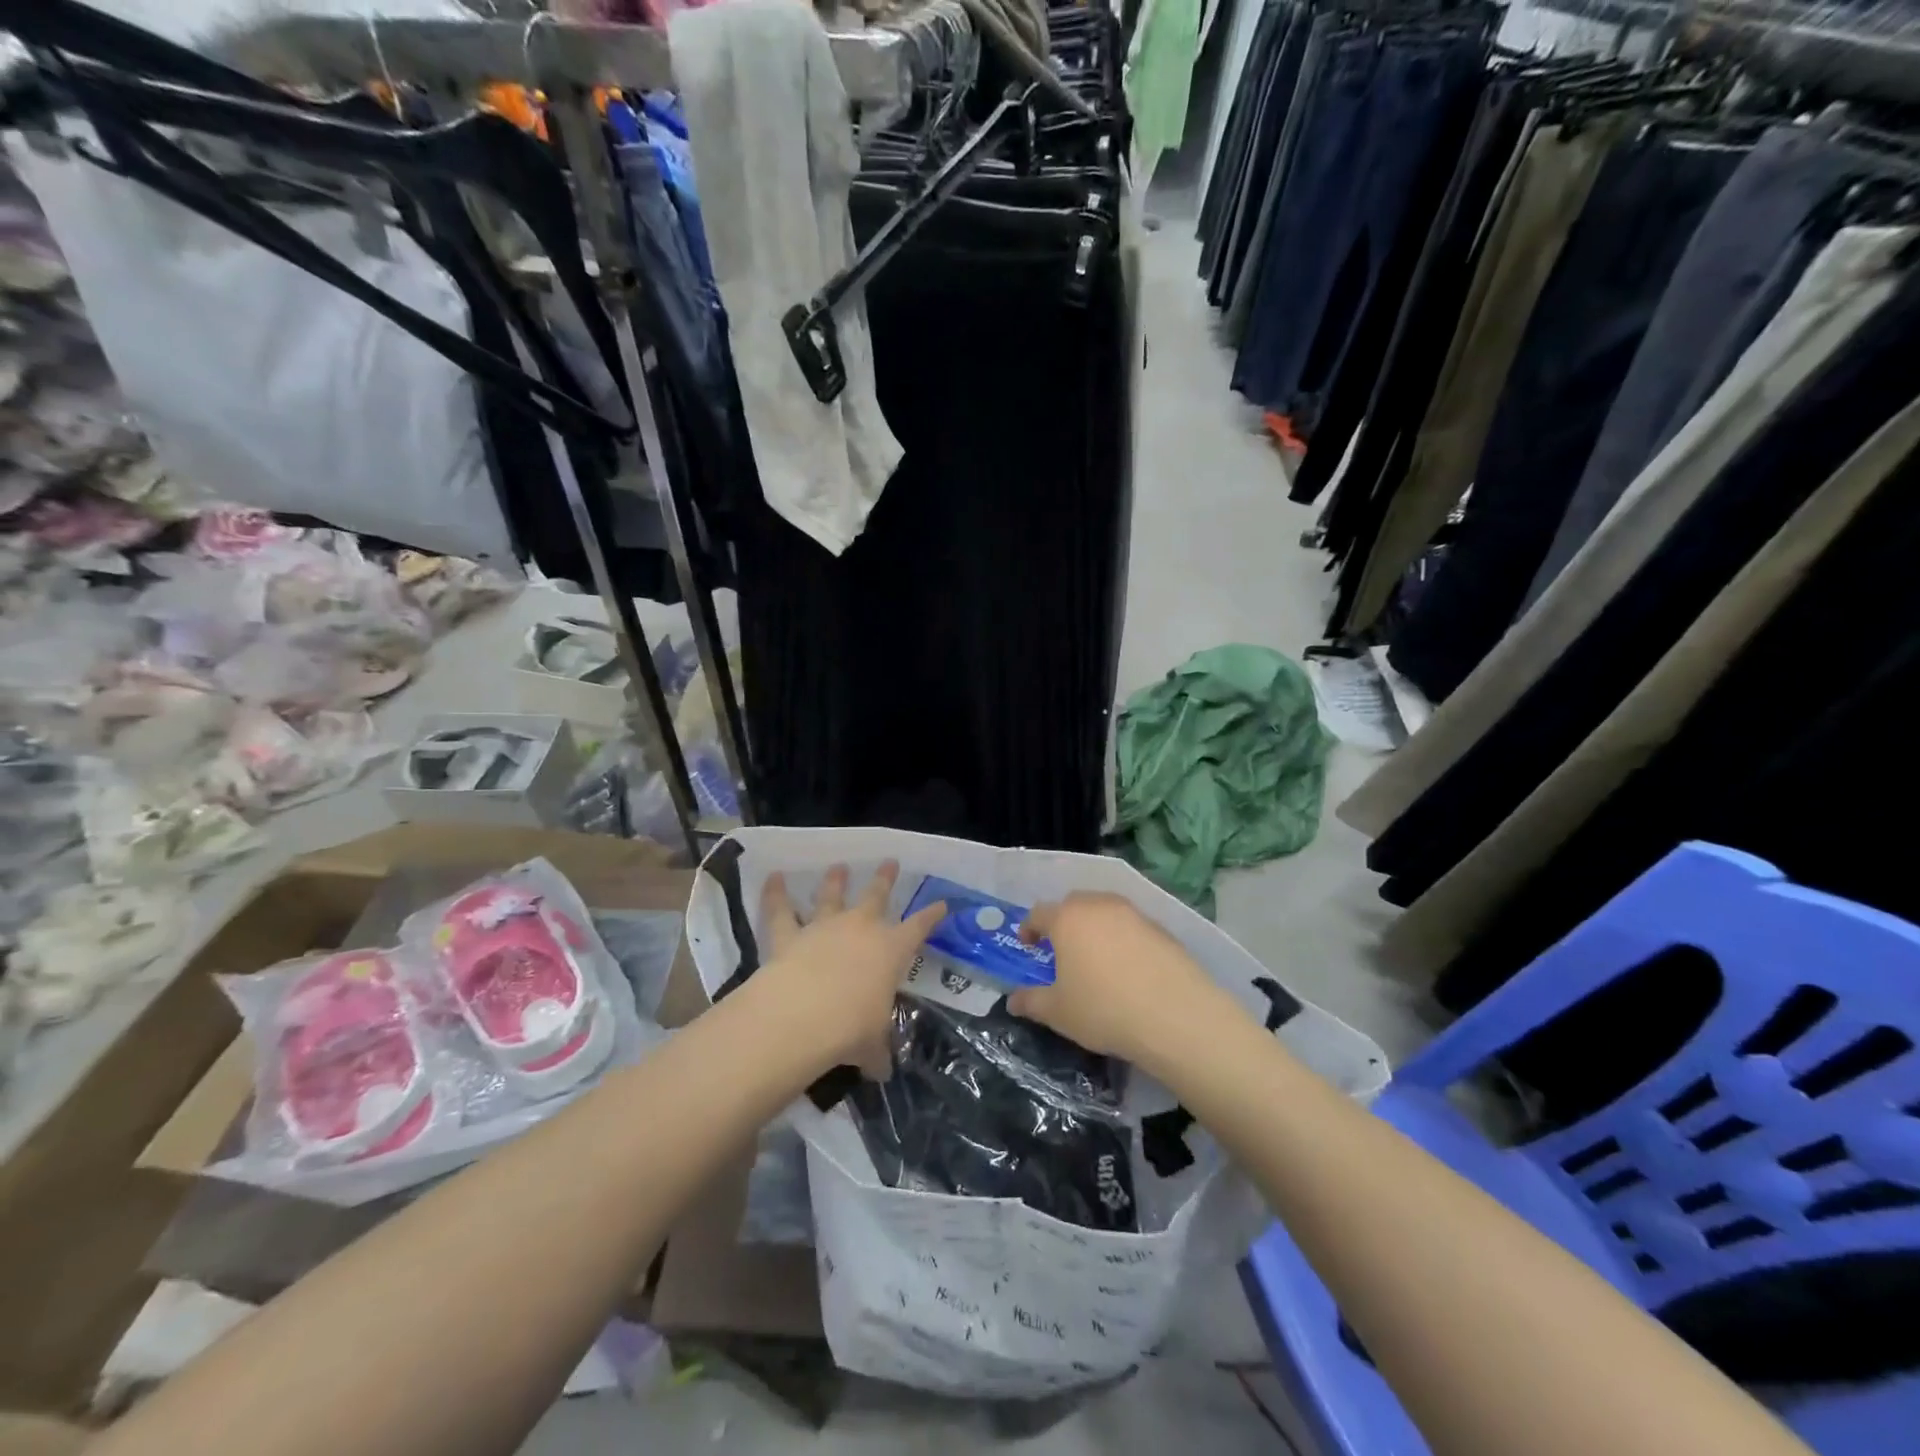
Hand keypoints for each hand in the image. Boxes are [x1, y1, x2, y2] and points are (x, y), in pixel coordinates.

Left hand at [756, 861, 944, 1078]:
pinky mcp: (789, 935)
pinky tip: (773, 877)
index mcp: (891, 951)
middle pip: (876, 896)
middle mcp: (861, 929)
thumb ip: (876, 1052)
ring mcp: (824, 928)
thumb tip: (880, 1070)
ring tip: (839, 866)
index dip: (931, 916)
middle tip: (890, 862)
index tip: (941, 904)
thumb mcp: (872, 1045)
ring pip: (831, 896)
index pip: (919, 928)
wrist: (804, 1015)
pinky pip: (781, 910)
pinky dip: (775, 893)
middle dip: (885, 879)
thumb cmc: (851, 1028)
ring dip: (835, 880)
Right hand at [1009, 893, 1235, 1074]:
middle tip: (1061, 948)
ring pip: (1105, 911)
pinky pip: (1131, 926)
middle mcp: (1099, 906)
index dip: (1029, 928)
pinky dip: (1122, 939)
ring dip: (1094, 927)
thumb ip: (1031, 1001)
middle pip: (1073, 904)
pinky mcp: (1161, 929)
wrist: (1175, 1015)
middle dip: (1063, 921)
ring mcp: (1134, 914)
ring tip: (1095, 956)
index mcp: (1068, 919)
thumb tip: (1012, 1000)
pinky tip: (1127, 968)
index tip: (1028, 944)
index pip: (1039, 913)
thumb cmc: (1104, 1009)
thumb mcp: (1058, 1012)